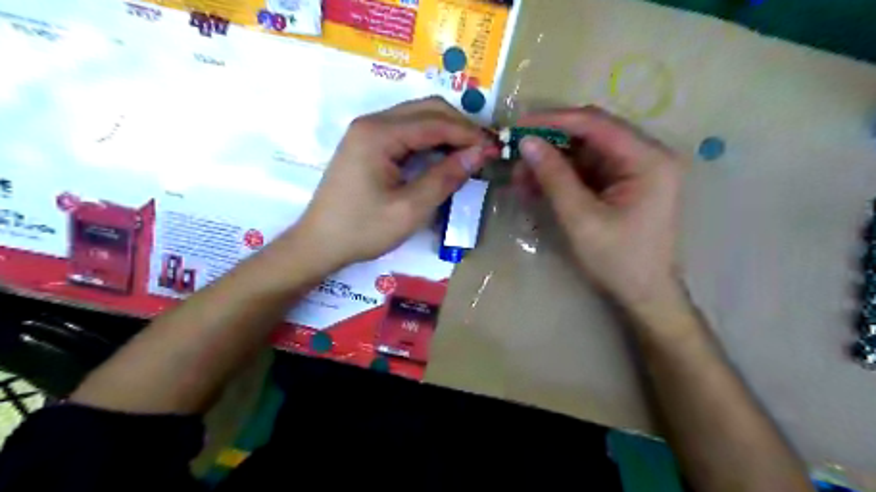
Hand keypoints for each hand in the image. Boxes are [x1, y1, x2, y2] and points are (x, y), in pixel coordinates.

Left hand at [292, 95, 490, 267]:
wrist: (319, 243)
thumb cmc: (363, 230)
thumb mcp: (410, 209)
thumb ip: (445, 178)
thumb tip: (479, 154)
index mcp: (379, 134)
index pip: (436, 122)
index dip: (469, 134)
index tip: (495, 149)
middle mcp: (372, 123)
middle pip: (427, 110)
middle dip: (460, 127)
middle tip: (484, 150)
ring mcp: (367, 132)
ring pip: (417, 118)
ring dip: (446, 132)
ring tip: (469, 154)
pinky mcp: (367, 144)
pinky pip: (406, 132)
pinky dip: (430, 141)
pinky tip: (444, 157)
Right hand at [515, 106, 691, 308]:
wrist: (643, 295)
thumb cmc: (618, 261)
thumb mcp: (581, 219)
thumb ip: (554, 177)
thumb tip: (526, 142)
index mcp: (648, 159)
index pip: (596, 123)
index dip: (554, 120)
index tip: (518, 126)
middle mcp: (646, 155)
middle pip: (590, 135)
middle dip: (550, 144)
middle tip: (516, 154)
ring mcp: (634, 169)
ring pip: (584, 153)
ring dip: (551, 163)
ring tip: (520, 177)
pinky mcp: (622, 183)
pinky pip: (586, 171)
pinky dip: (561, 177)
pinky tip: (535, 187)